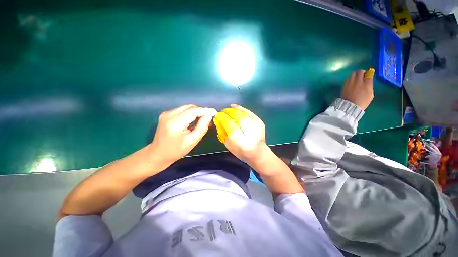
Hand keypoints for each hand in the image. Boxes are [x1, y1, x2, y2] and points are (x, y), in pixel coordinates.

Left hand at [149, 105, 216, 166]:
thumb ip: (202, 127)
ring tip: (201, 121)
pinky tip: (192, 121)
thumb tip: (209, 115)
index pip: (193, 111)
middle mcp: (169, 115)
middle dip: (201, 111)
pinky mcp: (166, 114)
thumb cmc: (176, 150)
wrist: (158, 154)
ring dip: (195, 112)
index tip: (214, 112)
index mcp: (175, 123)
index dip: (205, 111)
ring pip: (186, 108)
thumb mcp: (192, 140)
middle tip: (208, 119)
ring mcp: (166, 113)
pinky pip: (182, 110)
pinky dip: (189, 114)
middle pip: (190, 107)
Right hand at [215, 104, 266, 164]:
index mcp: (242, 142)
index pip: (230, 125)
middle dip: (227, 113)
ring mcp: (256, 125)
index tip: (217, 117)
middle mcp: (250, 132)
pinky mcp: (259, 121)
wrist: (258, 152)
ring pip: (242, 113)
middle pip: (237, 117)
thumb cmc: (242, 151)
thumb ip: (223, 133)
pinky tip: (234, 107)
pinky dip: (240, 109)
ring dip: (233, 111)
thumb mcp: (229, 145)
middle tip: (222, 113)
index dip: (223, 119)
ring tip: (227, 111)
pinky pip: (248, 112)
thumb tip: (218, 121)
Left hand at [341, 69, 373, 109]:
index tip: (368, 74)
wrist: (349, 106)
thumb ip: (369, 87)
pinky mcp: (344, 85)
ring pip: (353, 74)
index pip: (369, 75)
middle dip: (361, 72)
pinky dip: (350, 79)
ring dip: (355, 75)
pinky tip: (351, 83)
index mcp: (367, 85)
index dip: (369, 73)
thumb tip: (368, 82)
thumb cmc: (362, 102)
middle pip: (360, 72)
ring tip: (356, 79)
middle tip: (362, 76)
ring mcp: (350, 83)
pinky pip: (348, 79)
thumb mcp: (370, 95)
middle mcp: (358, 82)